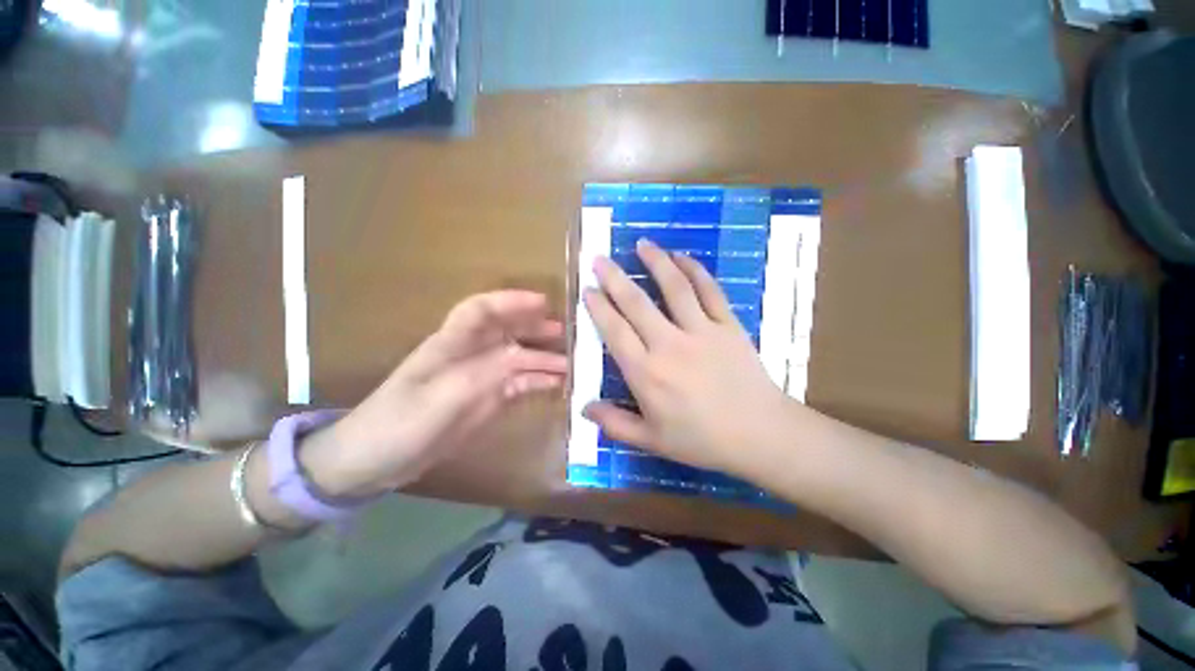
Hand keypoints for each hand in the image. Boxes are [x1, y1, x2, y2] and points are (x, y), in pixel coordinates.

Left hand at [303, 291, 566, 496]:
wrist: (373, 464)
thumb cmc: (398, 425)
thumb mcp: (440, 400)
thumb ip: (482, 376)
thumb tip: (521, 359)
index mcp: (450, 345)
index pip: (481, 310)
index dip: (511, 301)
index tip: (543, 302)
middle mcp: (469, 355)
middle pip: (507, 331)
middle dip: (536, 327)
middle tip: (567, 333)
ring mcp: (480, 379)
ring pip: (518, 360)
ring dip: (544, 359)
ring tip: (572, 363)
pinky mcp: (486, 400)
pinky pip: (518, 385)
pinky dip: (539, 383)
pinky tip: (557, 385)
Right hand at [582, 239, 792, 473]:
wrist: (760, 434)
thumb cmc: (702, 440)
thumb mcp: (652, 440)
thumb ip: (615, 424)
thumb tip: (584, 407)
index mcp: (647, 374)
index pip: (615, 331)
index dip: (599, 307)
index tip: (588, 289)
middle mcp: (669, 345)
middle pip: (637, 303)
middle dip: (614, 278)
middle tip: (600, 259)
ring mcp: (702, 331)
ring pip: (674, 288)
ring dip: (656, 262)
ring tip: (642, 244)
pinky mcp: (728, 325)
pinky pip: (710, 291)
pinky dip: (695, 271)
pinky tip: (682, 257)